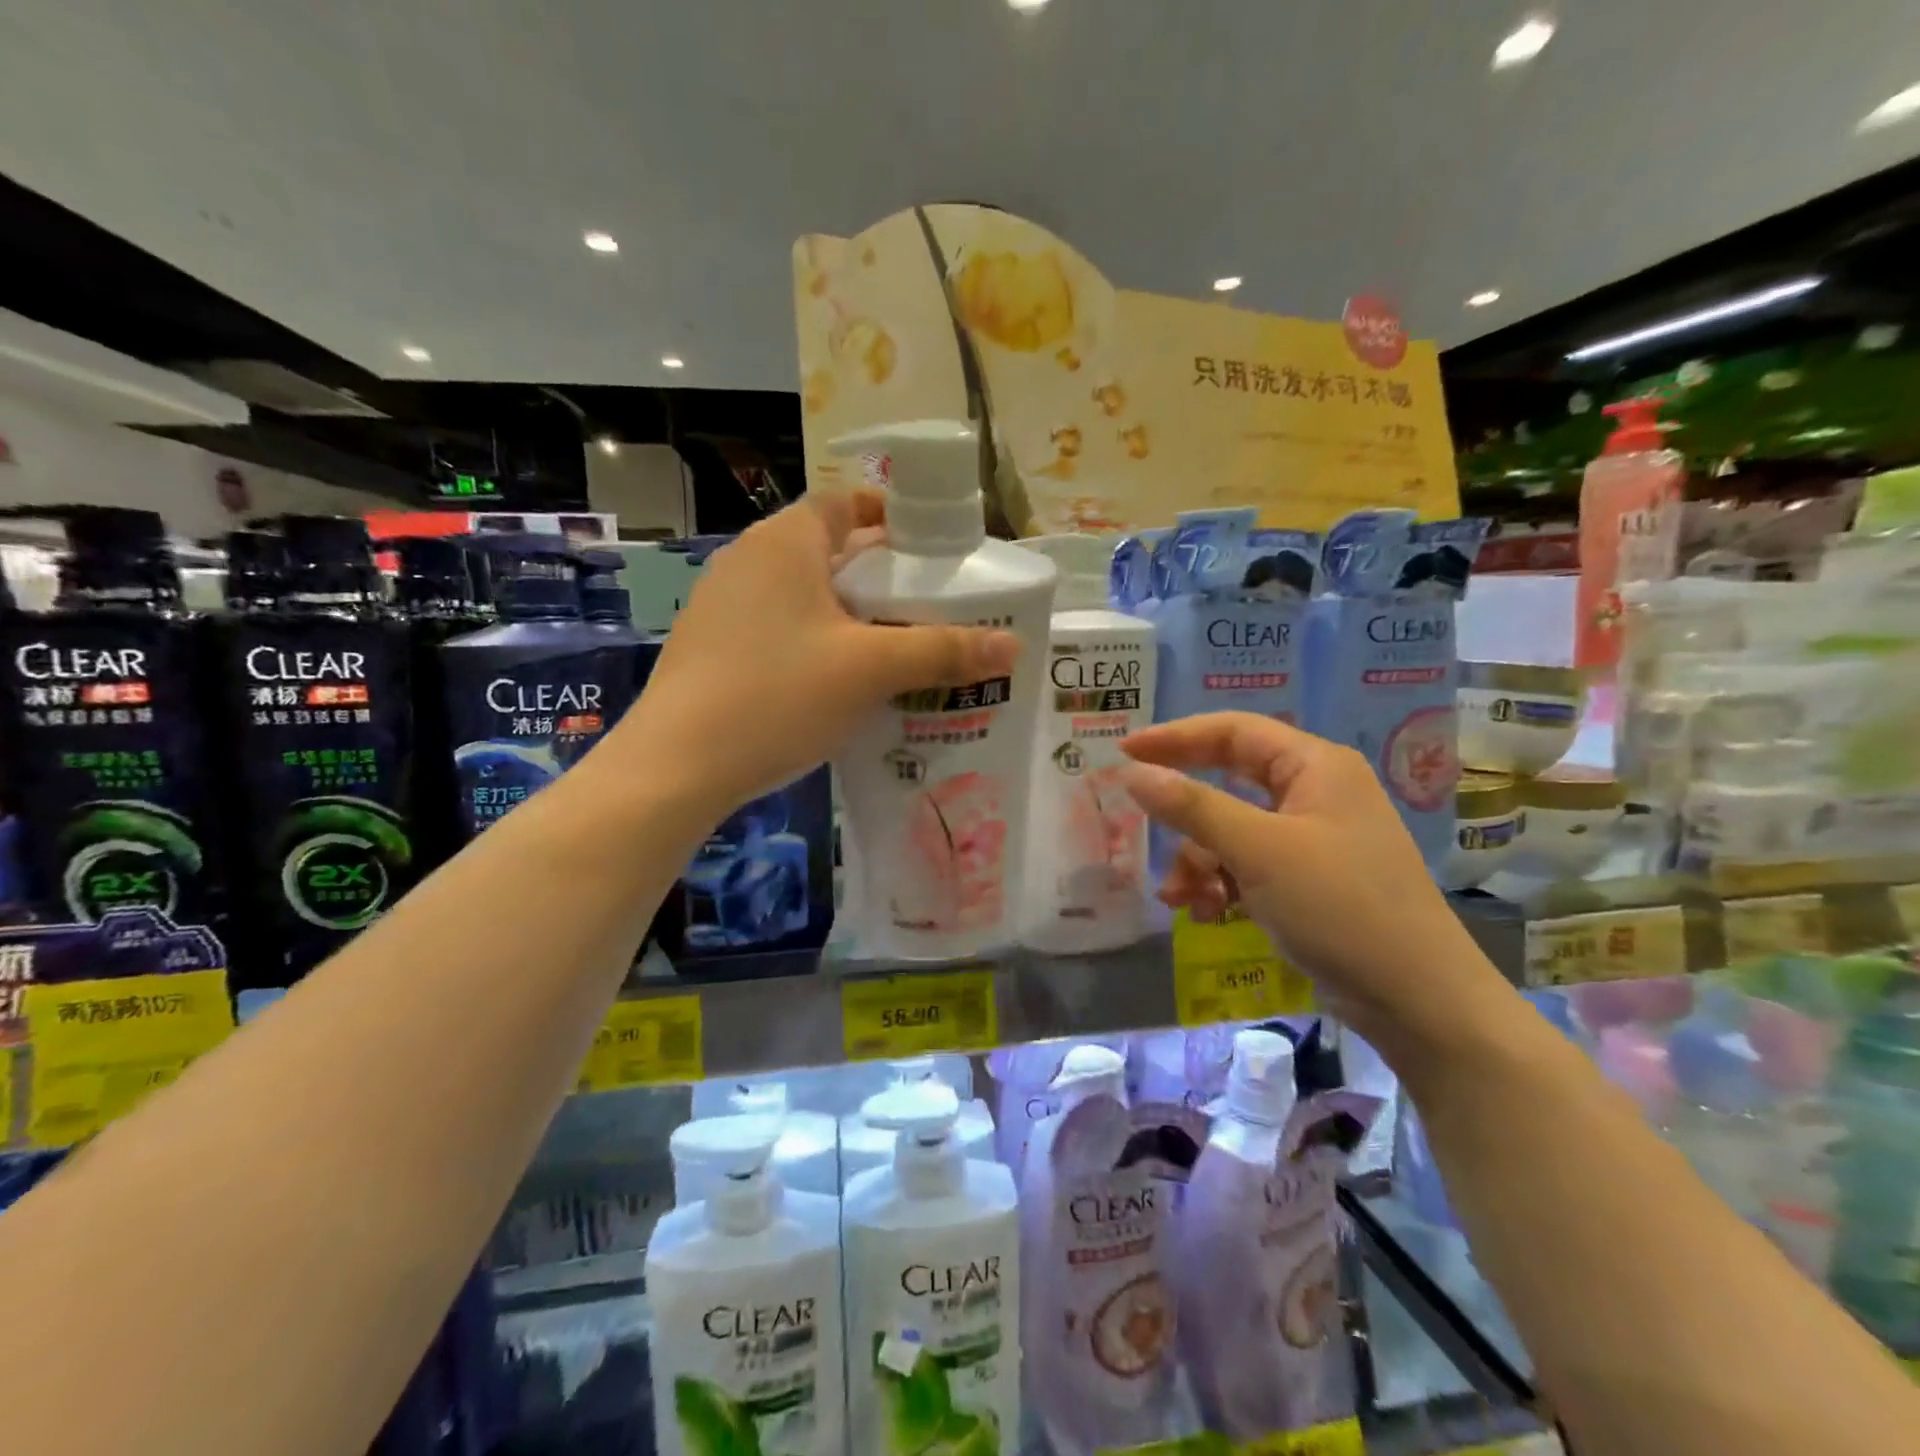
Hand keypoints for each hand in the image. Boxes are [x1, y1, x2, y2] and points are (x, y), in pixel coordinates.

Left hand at [612, 493, 1018, 814]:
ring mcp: (723, 604)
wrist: (677, 765)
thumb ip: (942, 651)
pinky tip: (839, 682)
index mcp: (786, 542)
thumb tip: (1014, 646)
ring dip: (848, 612)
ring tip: (894, 646)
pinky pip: (779, 627)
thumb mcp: (870, 670)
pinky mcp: (712, 646)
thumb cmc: (778, 694)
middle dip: (879, 574)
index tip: (930, 547)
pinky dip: (815, 640)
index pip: (845, 502)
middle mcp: (749, 560)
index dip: (890, 516)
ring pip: (803, 594)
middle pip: (828, 550)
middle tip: (927, 606)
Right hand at [1119, 712, 1502, 1053]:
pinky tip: (1206, 912)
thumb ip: (1192, 807)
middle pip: (1230, 780)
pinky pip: (1249, 864)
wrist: (1418, 1001)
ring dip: (1200, 859)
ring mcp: (1314, 838)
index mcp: (1315, 766)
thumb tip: (1132, 773)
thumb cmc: (1340, 907)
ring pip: (1233, 829)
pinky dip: (1222, 883)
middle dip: (1185, 810)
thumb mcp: (1258, 851)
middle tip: (1138, 813)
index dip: (1175, 737)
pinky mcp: (1311, 880)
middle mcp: (1315, 792)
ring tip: (1179, 897)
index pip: (1233, 731)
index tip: (1125, 752)